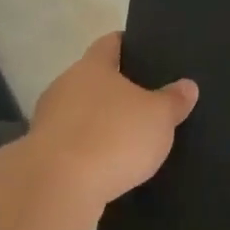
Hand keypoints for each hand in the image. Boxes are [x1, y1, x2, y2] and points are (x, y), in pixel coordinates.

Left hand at [30, 33, 198, 207]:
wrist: (59, 185)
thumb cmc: (113, 137)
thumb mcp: (159, 117)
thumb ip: (173, 100)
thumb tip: (187, 85)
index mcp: (92, 67)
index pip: (110, 43)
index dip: (127, 44)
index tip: (143, 50)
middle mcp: (64, 86)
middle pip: (92, 79)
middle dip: (115, 89)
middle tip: (145, 101)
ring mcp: (49, 120)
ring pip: (80, 113)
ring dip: (99, 123)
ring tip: (128, 138)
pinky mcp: (43, 153)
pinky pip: (73, 144)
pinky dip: (89, 150)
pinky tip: (107, 165)